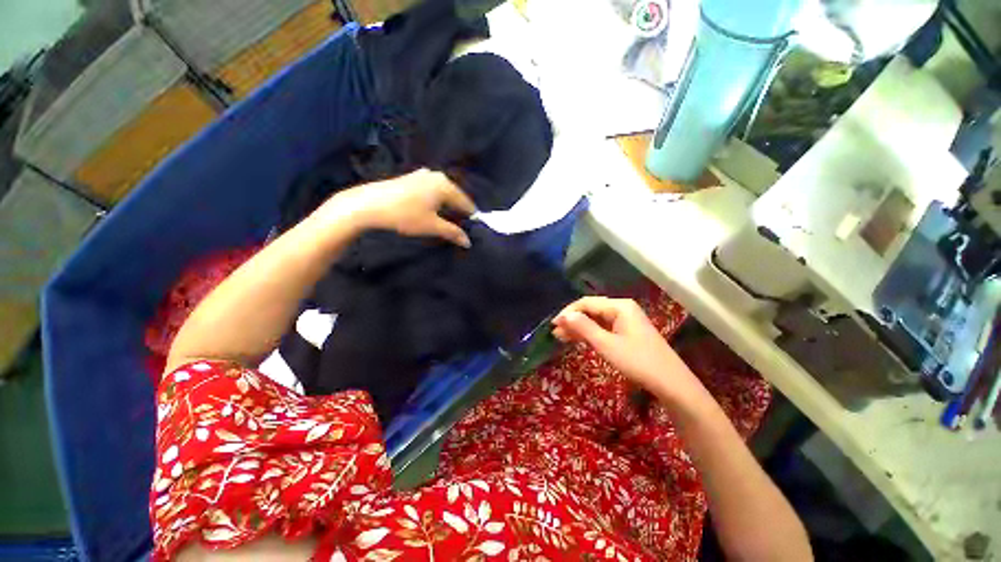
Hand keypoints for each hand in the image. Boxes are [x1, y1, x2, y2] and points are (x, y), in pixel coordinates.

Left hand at [318, 169, 476, 247]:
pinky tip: (431, 210)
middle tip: (460, 227)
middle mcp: (436, 176)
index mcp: (445, 185)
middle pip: (455, 196)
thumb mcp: (432, 226)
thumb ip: (453, 233)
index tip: (474, 230)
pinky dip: (435, 201)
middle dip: (458, 212)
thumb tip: (468, 241)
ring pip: (442, 193)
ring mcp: (422, 174)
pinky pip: (431, 190)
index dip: (470, 217)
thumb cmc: (405, 215)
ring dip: (446, 207)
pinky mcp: (411, 178)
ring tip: (446, 221)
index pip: (466, 202)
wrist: (368, 205)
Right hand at [552, 297, 701, 400]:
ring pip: (596, 320)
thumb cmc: (638, 362)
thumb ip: (584, 327)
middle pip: (591, 310)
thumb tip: (564, 315)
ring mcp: (625, 321)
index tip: (553, 325)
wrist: (671, 384)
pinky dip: (590, 333)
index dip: (568, 312)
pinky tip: (578, 339)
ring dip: (579, 327)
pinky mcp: (627, 332)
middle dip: (572, 320)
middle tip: (555, 333)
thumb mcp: (606, 345)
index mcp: (619, 306)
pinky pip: (604, 328)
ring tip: (561, 337)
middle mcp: (622, 309)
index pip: (586, 303)